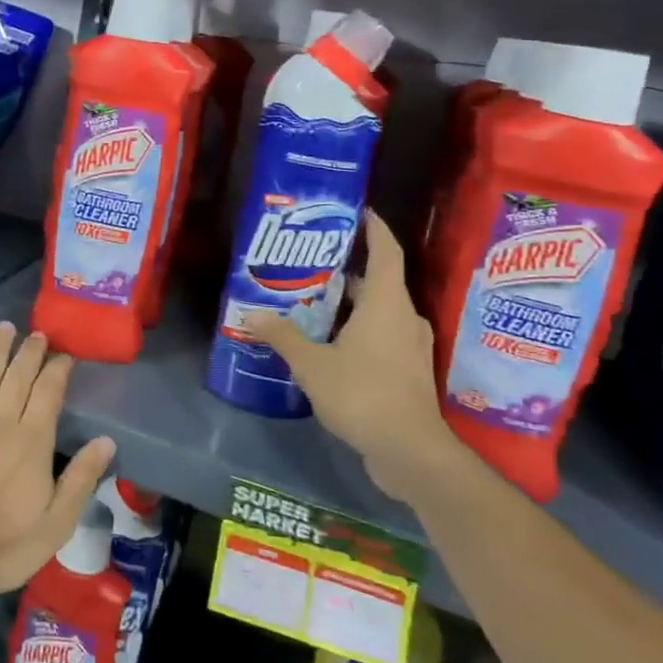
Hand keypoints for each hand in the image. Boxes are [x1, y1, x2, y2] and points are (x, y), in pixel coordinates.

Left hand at [0, 323, 115, 613]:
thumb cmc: (1, 547)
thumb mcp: (55, 525)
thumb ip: (81, 479)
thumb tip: (107, 441)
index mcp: (32, 441)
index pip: (49, 392)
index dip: (58, 369)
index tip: (65, 355)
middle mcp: (1, 421)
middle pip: (18, 376)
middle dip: (30, 352)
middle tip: (38, 334)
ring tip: (5, 328)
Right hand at [248, 211, 459, 500]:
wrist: (410, 452)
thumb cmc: (363, 394)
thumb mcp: (311, 364)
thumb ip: (282, 336)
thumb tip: (251, 314)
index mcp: (386, 304)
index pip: (386, 251)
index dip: (374, 228)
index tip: (357, 211)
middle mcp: (404, 317)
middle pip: (379, 281)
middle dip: (347, 269)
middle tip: (312, 262)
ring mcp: (410, 346)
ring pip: (380, 311)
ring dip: (351, 303)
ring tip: (313, 301)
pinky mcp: (408, 372)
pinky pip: (382, 336)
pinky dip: (358, 330)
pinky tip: (329, 343)